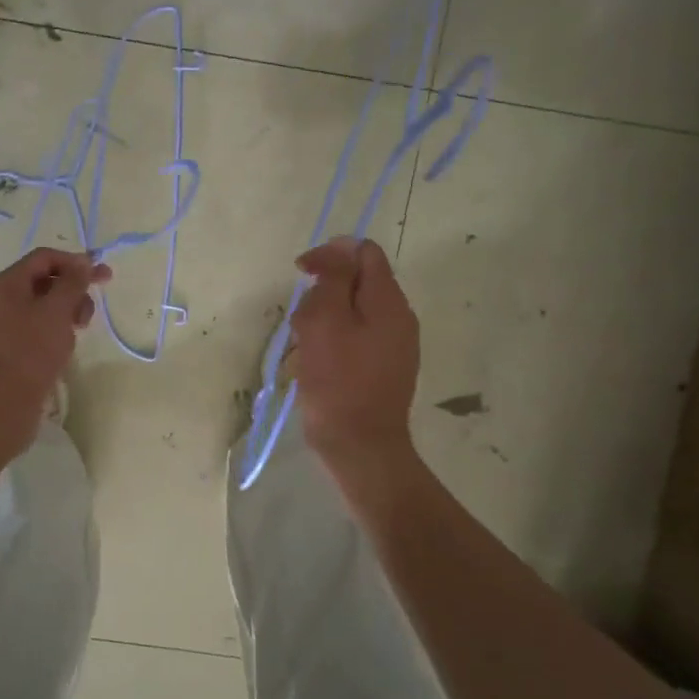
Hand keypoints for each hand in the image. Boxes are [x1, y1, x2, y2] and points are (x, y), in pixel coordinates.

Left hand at [0, 248, 110, 454]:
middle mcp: (3, 299)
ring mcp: (7, 325)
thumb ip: (73, 282)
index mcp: (6, 283)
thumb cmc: (29, 351)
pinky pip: (40, 327)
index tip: (103, 276)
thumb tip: (84, 260)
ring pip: (46, 306)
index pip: (44, 258)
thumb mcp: (56, 311)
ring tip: (77, 331)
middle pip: (46, 280)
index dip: (75, 262)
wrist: (1, 404)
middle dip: (73, 290)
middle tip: (89, 312)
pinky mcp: (14, 347)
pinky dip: (57, 330)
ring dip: (68, 312)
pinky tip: (66, 346)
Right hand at [288, 236, 419, 469]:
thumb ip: (334, 278)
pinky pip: (353, 341)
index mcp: (389, 302)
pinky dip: (330, 345)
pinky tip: (313, 367)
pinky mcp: (381, 369)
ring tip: (303, 351)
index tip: (301, 273)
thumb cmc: (339, 382)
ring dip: (322, 323)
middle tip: (301, 323)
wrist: (360, 446)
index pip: (365, 252)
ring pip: (351, 314)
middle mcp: (398, 318)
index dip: (331, 253)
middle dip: (322, 294)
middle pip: (356, 283)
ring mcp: (392, 346)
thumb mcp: (327, 321)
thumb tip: (337, 251)